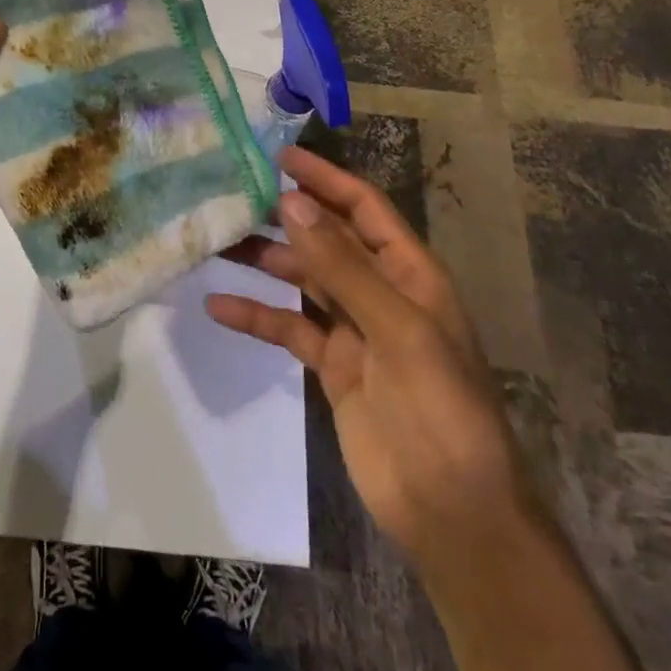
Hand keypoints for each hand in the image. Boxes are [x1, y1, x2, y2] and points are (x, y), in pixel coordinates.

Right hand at [207, 146, 529, 568]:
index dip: (325, 178)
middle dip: (285, 215)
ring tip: (216, 240)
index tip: (278, 156)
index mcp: (410, 273)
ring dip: (264, 260)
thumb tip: (290, 202)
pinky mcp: (332, 366)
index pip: (364, 208)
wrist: (453, 513)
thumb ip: (341, 265)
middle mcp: (381, 291)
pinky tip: (219, 307)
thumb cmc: (441, 408)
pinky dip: (256, 316)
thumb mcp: (397, 329)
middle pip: (327, 238)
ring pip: (303, 278)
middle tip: (232, 193)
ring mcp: (354, 329)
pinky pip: (288, 328)